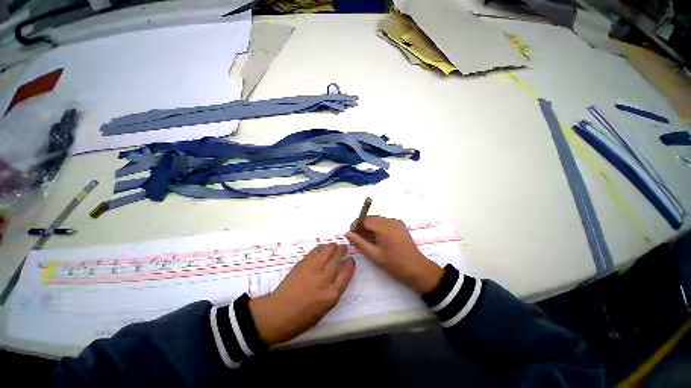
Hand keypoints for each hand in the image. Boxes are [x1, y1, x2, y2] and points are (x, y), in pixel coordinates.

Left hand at [249, 243, 354, 345]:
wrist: (277, 313)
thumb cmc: (302, 318)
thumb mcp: (325, 309)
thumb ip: (334, 291)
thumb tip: (339, 275)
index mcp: (331, 295)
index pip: (346, 273)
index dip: (350, 264)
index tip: (351, 259)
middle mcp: (324, 279)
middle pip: (337, 259)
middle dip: (342, 251)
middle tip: (344, 248)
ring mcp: (312, 269)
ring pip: (327, 251)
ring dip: (333, 246)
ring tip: (335, 245)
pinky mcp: (302, 264)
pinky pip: (315, 251)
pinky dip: (321, 247)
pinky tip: (323, 248)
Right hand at [345, 216, 442, 294]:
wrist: (417, 269)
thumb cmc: (394, 264)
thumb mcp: (374, 255)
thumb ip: (359, 242)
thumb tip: (347, 233)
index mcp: (384, 227)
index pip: (365, 220)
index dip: (356, 225)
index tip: (351, 234)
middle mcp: (391, 221)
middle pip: (371, 218)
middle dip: (362, 226)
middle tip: (356, 238)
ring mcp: (397, 222)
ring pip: (378, 220)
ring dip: (369, 227)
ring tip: (365, 239)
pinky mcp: (400, 225)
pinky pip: (385, 222)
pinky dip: (378, 227)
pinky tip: (376, 238)